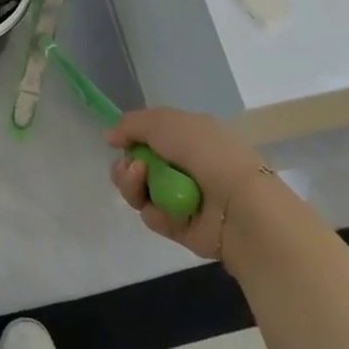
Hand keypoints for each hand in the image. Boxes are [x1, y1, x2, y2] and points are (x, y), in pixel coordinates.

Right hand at [107, 108, 269, 261]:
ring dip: (132, 184)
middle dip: (126, 165)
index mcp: (189, 136)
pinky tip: (162, 207)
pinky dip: (153, 210)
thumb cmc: (204, 152)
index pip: (150, 135)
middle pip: (138, 165)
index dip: (132, 138)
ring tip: (140, 179)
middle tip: (131, 167)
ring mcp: (182, 197)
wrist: (237, 203)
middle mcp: (185, 165)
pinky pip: (152, 216)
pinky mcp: (180, 227)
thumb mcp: (164, 122)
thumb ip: (131, 125)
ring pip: (139, 191)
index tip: (119, 141)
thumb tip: (110, 137)